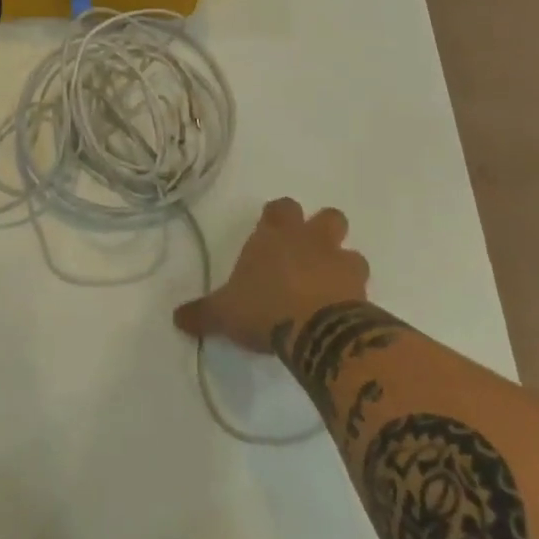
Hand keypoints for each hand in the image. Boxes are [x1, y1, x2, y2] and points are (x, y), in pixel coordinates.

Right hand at [173, 198, 370, 353]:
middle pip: (328, 217)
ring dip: (343, 264)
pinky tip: (344, 315)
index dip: (279, 217)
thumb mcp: (224, 312)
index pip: (281, 207)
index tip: (272, 232)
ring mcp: (340, 263)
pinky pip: (363, 287)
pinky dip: (355, 297)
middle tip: (308, 255)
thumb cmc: (264, 308)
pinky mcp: (362, 291)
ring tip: (330, 287)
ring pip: (351, 251)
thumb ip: (202, 313)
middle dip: (322, 231)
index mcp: (275, 235)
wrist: (316, 331)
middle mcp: (310, 240)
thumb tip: (176, 318)